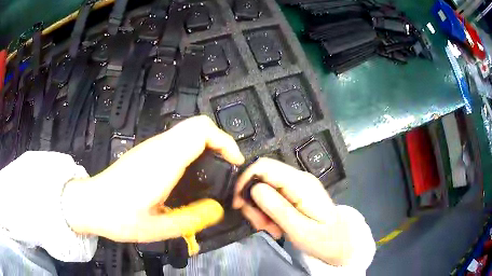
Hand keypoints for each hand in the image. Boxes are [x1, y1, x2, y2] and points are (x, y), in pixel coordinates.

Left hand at [62, 115, 243, 242]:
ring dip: (206, 145)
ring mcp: (150, 147)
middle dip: (219, 141)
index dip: (225, 142)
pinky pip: (176, 141)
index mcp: (163, 162)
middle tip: (226, 167)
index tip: (234, 163)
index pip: (201, 131)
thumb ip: (191, 220)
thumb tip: (216, 210)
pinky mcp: (146, 152)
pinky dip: (192, 150)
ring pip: (187, 131)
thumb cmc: (119, 217)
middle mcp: (158, 147)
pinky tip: (190, 175)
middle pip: (197, 125)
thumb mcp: (158, 228)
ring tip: (213, 172)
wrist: (91, 204)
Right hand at [233, 158, 353, 265]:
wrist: (339, 242)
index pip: (264, 166)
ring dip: (260, 210)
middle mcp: (298, 179)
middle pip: (262, 177)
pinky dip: (267, 211)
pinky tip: (275, 226)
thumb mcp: (299, 230)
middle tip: (260, 224)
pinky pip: (272, 196)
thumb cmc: (323, 239)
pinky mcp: (295, 193)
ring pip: (264, 188)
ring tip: (270, 229)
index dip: (245, 180)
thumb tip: (254, 188)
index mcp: (301, 184)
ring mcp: (297, 185)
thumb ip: (277, 208)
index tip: (238, 203)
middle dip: (253, 201)